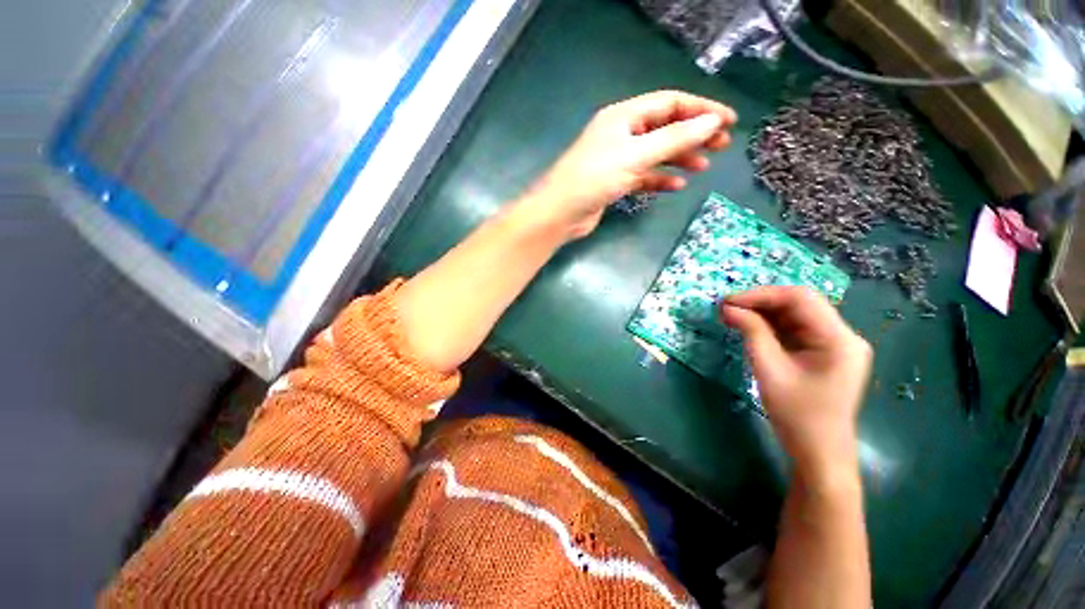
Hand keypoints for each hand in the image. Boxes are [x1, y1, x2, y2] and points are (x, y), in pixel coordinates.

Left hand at [524, 90, 736, 239]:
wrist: (560, 214)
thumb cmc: (594, 179)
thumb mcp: (636, 156)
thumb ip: (674, 139)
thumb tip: (712, 122)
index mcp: (623, 116)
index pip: (669, 103)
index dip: (701, 109)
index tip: (728, 120)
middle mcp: (621, 133)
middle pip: (664, 128)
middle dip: (693, 134)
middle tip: (721, 145)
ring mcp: (617, 159)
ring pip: (655, 153)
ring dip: (679, 158)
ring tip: (703, 167)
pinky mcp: (614, 182)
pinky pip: (643, 176)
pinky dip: (659, 179)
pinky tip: (675, 186)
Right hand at [720, 287, 871, 486]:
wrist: (819, 454)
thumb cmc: (797, 416)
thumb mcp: (770, 370)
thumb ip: (752, 333)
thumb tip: (728, 308)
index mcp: (839, 339)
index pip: (800, 299)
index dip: (761, 295)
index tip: (728, 301)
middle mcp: (843, 336)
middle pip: (800, 304)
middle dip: (761, 302)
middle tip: (727, 308)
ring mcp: (836, 345)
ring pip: (796, 315)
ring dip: (764, 313)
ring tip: (733, 316)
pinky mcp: (825, 353)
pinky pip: (796, 330)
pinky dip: (771, 326)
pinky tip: (750, 327)